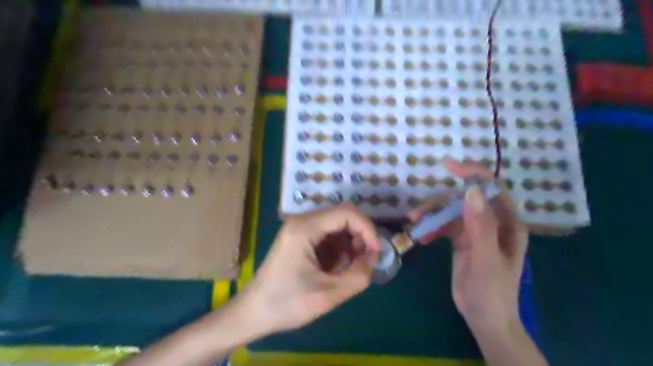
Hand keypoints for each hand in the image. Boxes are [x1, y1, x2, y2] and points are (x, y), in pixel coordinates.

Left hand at [238, 204, 379, 335]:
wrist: (252, 313)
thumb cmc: (287, 304)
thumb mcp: (329, 294)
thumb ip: (359, 275)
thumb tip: (374, 257)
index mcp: (305, 228)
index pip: (347, 213)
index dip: (367, 229)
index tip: (376, 252)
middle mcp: (302, 221)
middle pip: (342, 217)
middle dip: (359, 237)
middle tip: (365, 262)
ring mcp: (299, 229)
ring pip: (336, 227)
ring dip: (349, 245)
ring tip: (349, 269)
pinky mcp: (299, 239)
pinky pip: (327, 236)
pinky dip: (338, 250)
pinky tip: (335, 269)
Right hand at [412, 159, 529, 329]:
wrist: (484, 317)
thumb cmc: (492, 290)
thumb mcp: (486, 258)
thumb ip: (480, 225)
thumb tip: (471, 190)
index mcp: (506, 223)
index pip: (492, 189)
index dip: (473, 174)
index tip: (448, 166)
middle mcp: (492, 222)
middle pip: (465, 200)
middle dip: (441, 202)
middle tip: (419, 210)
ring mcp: (476, 231)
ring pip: (452, 212)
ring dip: (433, 215)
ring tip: (415, 222)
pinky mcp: (462, 240)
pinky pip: (445, 226)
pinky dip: (432, 228)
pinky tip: (421, 237)